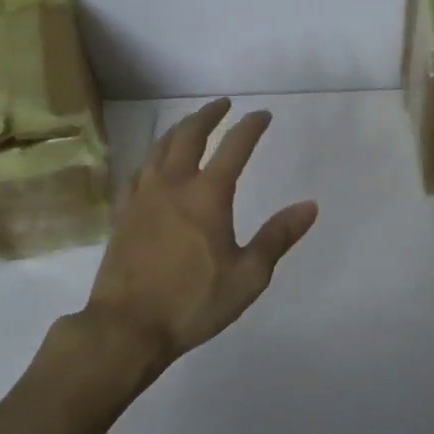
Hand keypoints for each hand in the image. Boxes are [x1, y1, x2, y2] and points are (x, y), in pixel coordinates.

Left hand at [85, 98, 319, 364]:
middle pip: (189, 134)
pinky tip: (153, 163)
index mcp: (208, 194)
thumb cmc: (193, 302)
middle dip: (208, 115)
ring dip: (179, 129)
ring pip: (160, 148)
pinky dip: (152, 156)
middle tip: (222, 104)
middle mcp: (173, 184)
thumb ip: (278, 236)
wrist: (126, 328)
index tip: (262, 115)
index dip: (250, 126)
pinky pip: (138, 171)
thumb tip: (310, 205)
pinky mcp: (123, 213)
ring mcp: (143, 196)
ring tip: (189, 124)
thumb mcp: (248, 275)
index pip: (234, 146)